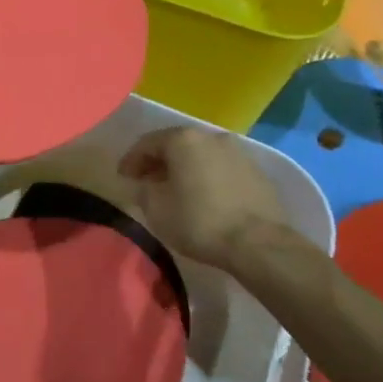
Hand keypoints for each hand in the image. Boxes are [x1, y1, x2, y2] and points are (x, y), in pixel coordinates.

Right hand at [118, 126, 296, 269]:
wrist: (259, 244)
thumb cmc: (199, 221)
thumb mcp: (156, 209)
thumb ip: (142, 189)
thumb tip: (143, 184)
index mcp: (183, 139)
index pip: (147, 143)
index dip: (131, 160)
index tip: (123, 178)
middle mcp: (211, 137)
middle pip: (176, 146)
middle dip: (159, 163)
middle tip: (146, 182)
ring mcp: (238, 153)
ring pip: (201, 156)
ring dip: (185, 170)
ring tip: (176, 191)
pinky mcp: (257, 173)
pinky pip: (222, 169)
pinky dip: (208, 178)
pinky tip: (204, 198)